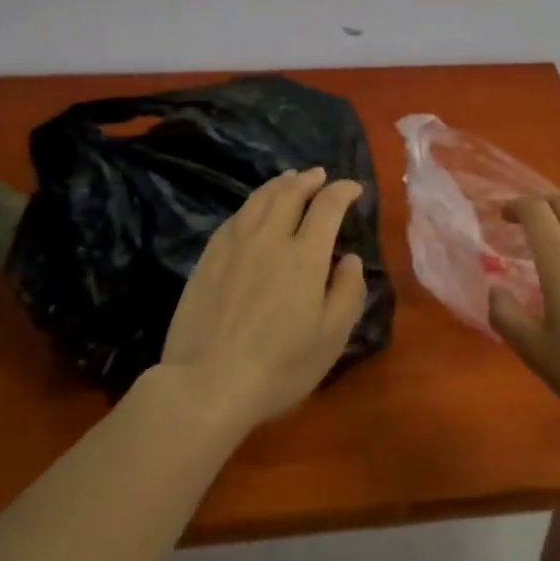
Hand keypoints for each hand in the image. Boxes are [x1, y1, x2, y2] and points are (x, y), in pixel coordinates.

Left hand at [160, 167, 367, 431]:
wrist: (206, 385)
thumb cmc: (278, 367)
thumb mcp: (331, 338)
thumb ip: (348, 292)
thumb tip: (350, 259)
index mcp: (304, 256)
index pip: (328, 207)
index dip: (343, 191)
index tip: (353, 188)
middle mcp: (269, 239)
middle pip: (290, 194)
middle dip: (309, 180)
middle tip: (319, 176)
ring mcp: (234, 246)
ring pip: (259, 200)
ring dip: (279, 185)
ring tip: (289, 179)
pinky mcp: (207, 259)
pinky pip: (234, 218)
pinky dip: (251, 205)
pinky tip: (252, 209)